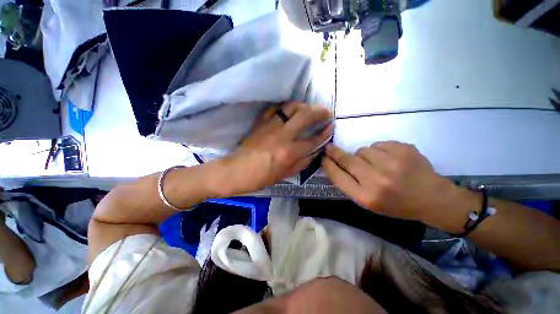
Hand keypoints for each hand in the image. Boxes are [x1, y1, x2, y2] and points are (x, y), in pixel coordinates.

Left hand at [215, 102, 333, 195]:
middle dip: (319, 112)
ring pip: (291, 107)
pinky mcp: (261, 122)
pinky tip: (289, 109)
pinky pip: (275, 108)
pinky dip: (285, 106)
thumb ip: (302, 162)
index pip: (313, 139)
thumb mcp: (285, 174)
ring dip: (303, 105)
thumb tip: (315, 151)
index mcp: (289, 152)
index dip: (325, 133)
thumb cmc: (261, 177)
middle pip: (305, 116)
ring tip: (308, 108)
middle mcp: (282, 136)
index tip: (331, 126)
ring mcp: (271, 126)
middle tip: (326, 111)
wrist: (236, 170)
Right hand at [322, 141, 471, 226]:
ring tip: (377, 164)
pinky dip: (380, 150)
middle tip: (329, 148)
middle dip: (334, 152)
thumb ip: (350, 185)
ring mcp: (392, 163)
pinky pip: (379, 144)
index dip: (327, 165)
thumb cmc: (397, 205)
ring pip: (363, 150)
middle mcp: (377, 181)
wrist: (433, 199)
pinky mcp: (404, 150)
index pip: (338, 176)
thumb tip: (334, 165)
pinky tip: (390, 159)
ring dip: (364, 155)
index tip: (322, 157)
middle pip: (347, 159)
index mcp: (367, 197)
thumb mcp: (370, 203)